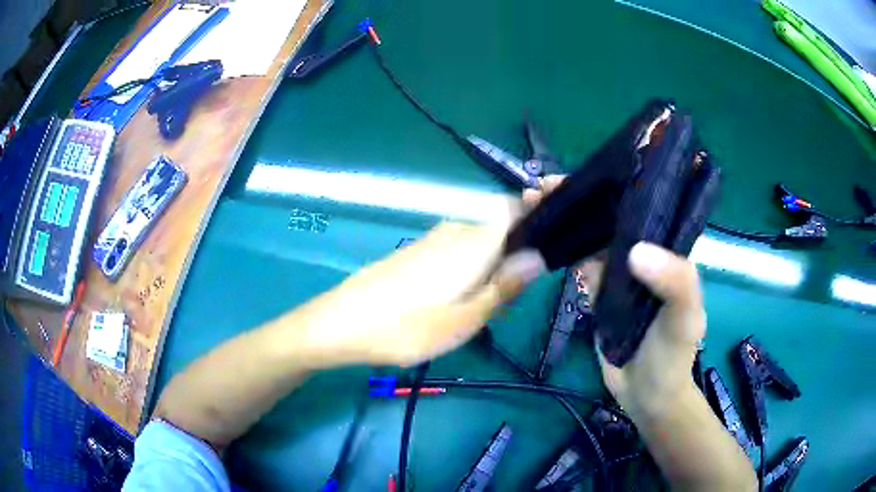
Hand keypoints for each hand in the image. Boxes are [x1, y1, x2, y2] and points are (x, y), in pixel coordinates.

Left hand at [297, 221, 545, 366]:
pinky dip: (465, 272)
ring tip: (472, 311)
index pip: (514, 209)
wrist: (341, 323)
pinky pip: (455, 252)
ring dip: (486, 271)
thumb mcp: (465, 320)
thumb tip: (539, 256)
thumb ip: (504, 286)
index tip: (542, 252)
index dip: (534, 219)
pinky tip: (447, 304)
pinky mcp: (416, 251)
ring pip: (477, 245)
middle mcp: (455, 231)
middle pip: (499, 231)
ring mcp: (432, 240)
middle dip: (510, 261)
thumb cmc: (407, 328)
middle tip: (500, 305)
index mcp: (473, 242)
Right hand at [525, 175, 703, 417]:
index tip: (580, 175)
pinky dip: (562, 249)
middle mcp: (645, 252)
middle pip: (609, 216)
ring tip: (531, 204)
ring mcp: (620, 272)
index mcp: (668, 248)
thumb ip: (675, 282)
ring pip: (591, 237)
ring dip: (565, 220)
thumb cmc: (672, 355)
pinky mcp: (600, 291)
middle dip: (578, 198)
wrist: (647, 396)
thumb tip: (635, 251)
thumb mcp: (684, 318)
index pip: (642, 204)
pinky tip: (539, 237)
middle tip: (540, 188)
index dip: (613, 184)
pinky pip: (580, 263)